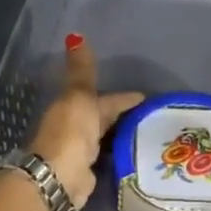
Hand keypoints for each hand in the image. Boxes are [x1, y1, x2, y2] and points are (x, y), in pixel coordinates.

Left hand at [27, 34, 142, 207]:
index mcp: (74, 106)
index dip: (124, 97)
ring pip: (106, 138)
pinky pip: (108, 158)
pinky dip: (118, 154)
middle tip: (151, 116)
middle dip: (122, 115)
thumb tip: (75, 35)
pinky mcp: (89, 172)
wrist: (59, 175)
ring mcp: (82, 151)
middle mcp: (77, 127)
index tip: (145, 97)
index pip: (105, 98)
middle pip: (103, 117)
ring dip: (121, 134)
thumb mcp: (79, 96)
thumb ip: (82, 71)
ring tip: (148, 135)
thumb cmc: (70, 132)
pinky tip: (135, 155)